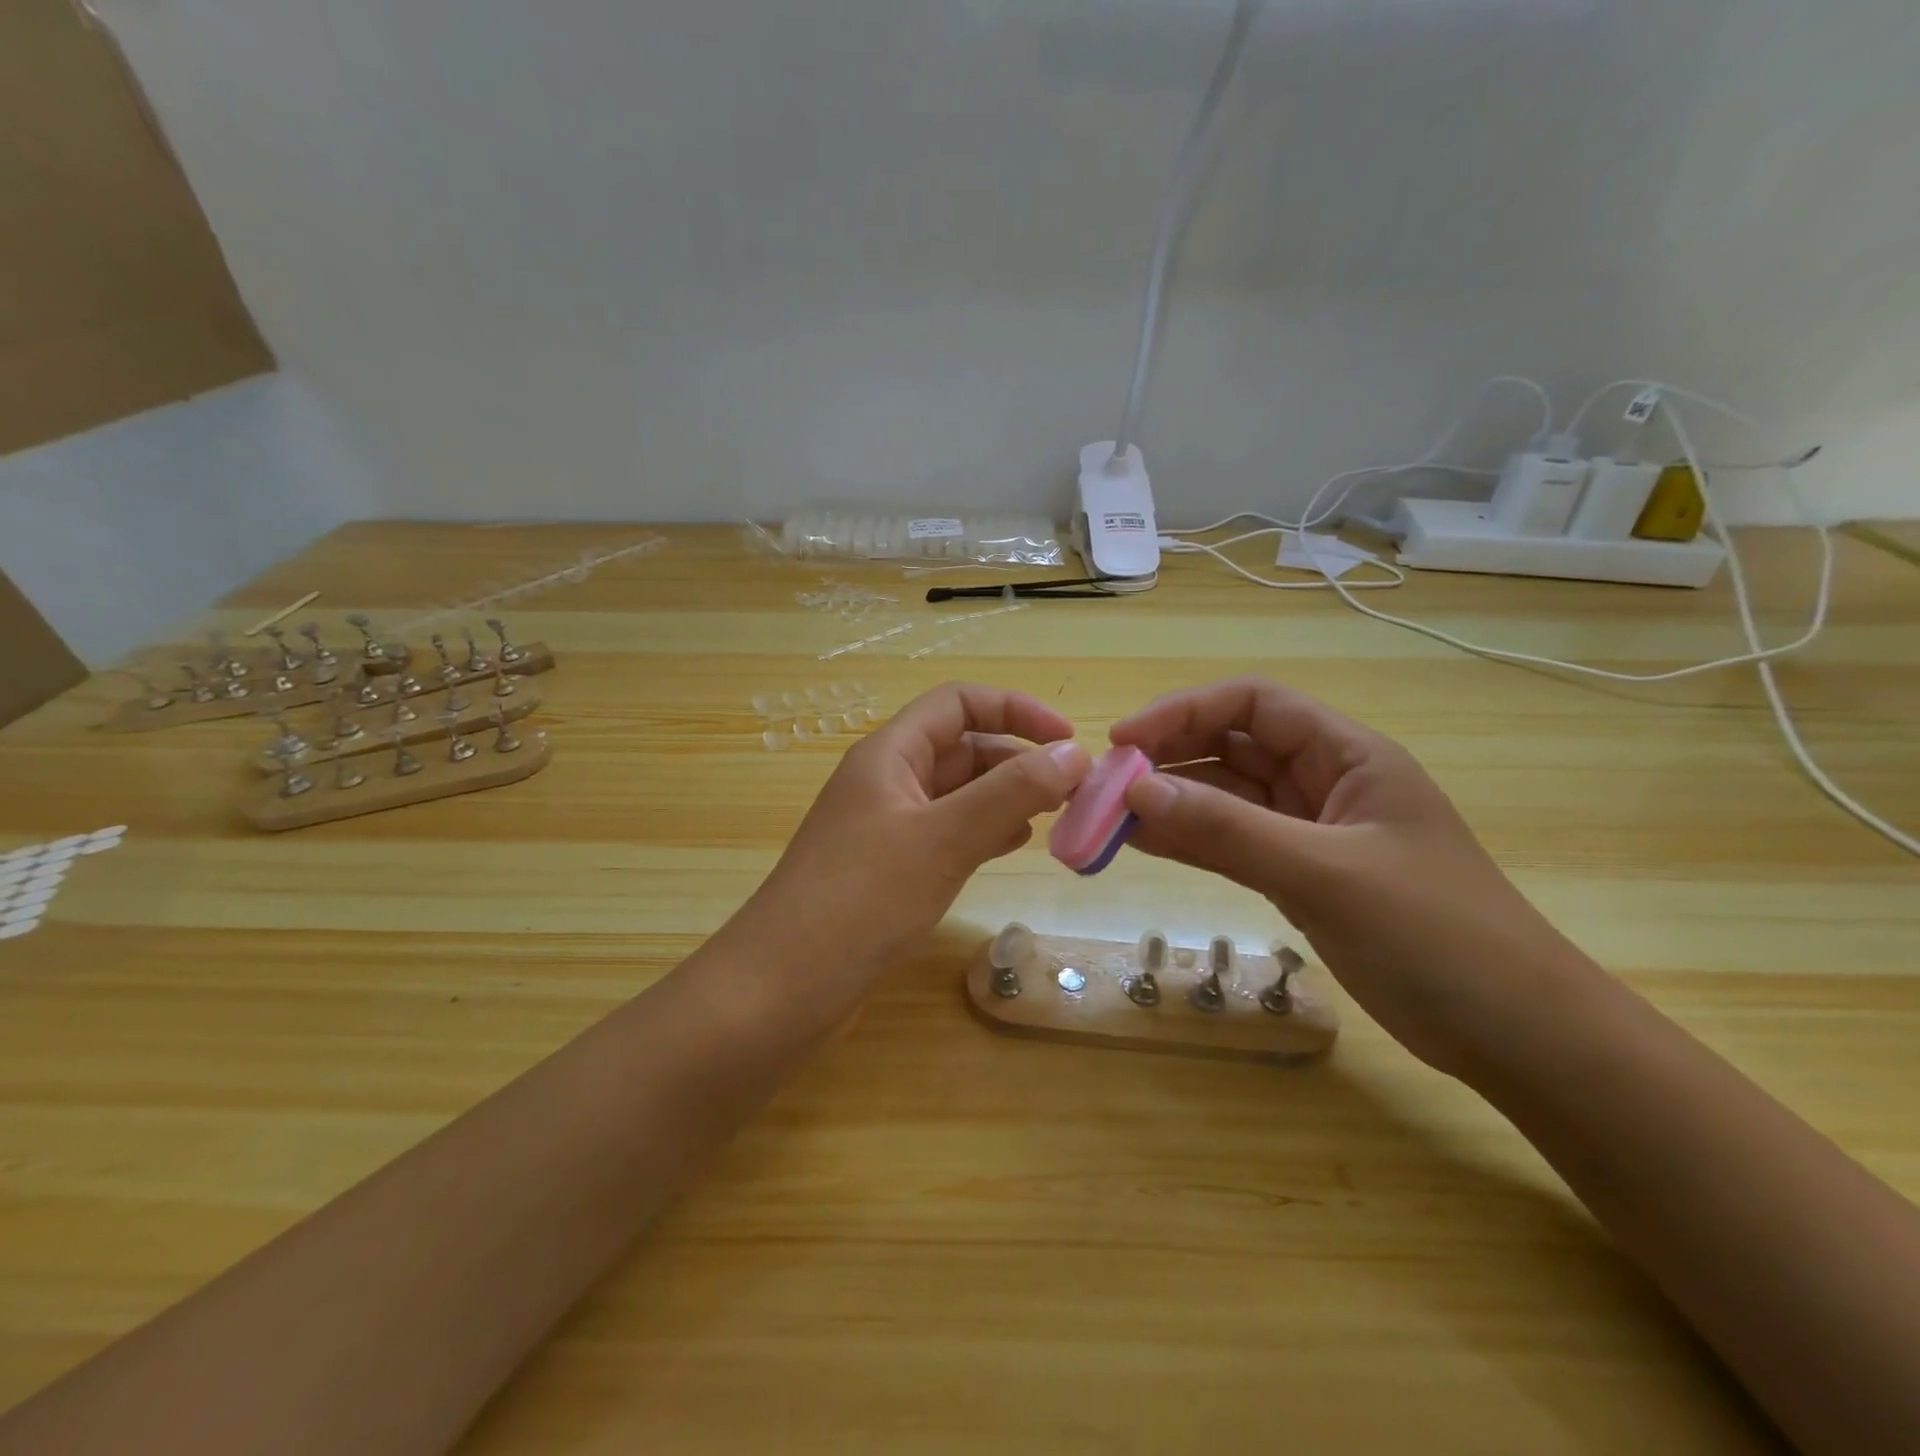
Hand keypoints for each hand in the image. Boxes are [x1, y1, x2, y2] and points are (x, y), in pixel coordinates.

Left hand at [734, 683, 1090, 1013]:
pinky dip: (983, 831)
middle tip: (1074, 790)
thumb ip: (1011, 791)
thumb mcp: (943, 838)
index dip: (1016, 709)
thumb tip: (1075, 753)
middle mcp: (887, 781)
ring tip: (1054, 816)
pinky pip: (947, 833)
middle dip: (1018, 758)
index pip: (959, 703)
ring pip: (957, 793)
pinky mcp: (889, 870)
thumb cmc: (862, 900)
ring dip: (1005, 796)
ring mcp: (885, 827)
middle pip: (962, 747)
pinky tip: (1012, 845)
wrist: (783, 989)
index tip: (1069, 740)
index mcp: (890, 754)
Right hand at [1111, 677, 1593, 1075]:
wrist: (1516, 1035)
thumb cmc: (1437, 936)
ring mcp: (1311, 831)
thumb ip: (1228, 830)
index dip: (1184, 711)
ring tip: (1112, 817)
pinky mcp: (1300, 875)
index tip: (1124, 741)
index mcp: (1347, 755)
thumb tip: (1137, 791)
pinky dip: (1190, 840)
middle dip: (1169, 757)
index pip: (1252, 704)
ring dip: (1172, 802)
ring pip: (1227, 798)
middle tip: (1108, 786)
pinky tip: (1146, 845)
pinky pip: (1232, 842)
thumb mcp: (1325, 873)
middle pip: (1232, 746)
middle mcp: (1324, 782)